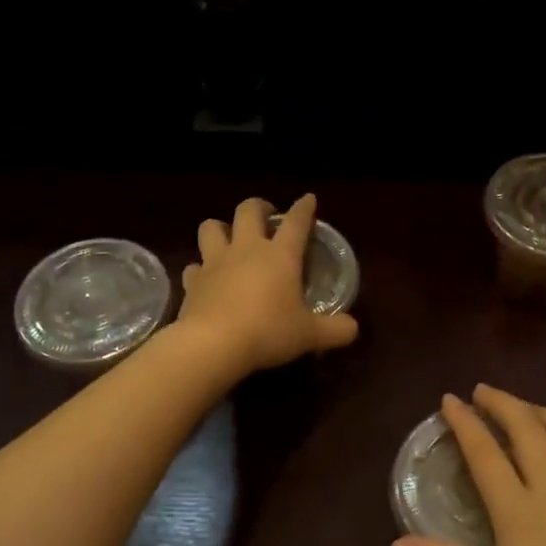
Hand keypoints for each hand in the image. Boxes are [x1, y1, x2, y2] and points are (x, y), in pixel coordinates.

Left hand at [176, 195, 359, 376]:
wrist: (213, 345)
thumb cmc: (268, 332)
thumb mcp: (310, 335)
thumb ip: (335, 330)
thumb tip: (353, 328)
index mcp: (280, 255)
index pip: (296, 221)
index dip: (304, 208)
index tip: (308, 200)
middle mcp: (246, 249)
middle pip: (248, 210)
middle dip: (258, 207)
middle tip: (266, 217)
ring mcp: (215, 263)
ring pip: (211, 227)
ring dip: (221, 228)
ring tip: (229, 239)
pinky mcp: (192, 282)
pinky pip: (194, 266)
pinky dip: (200, 269)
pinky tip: (206, 279)